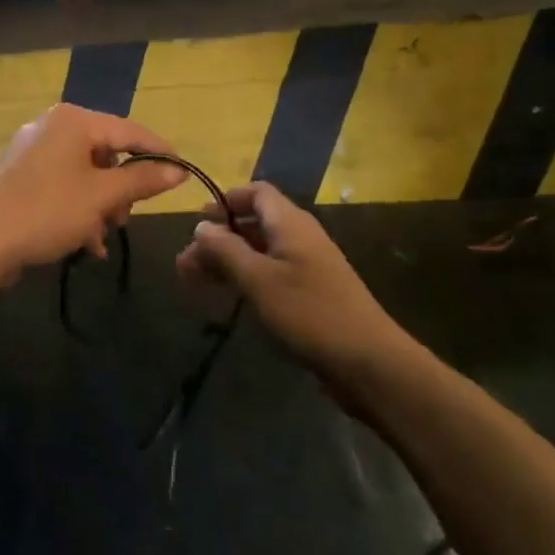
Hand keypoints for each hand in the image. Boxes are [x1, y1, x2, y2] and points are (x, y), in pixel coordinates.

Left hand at [0, 105, 186, 278]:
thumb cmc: (47, 211)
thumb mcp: (102, 197)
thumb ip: (142, 179)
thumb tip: (178, 170)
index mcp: (73, 121)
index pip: (130, 131)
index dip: (159, 152)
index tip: (183, 173)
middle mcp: (53, 126)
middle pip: (106, 153)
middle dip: (121, 190)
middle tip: (126, 219)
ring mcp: (33, 149)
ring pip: (85, 173)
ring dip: (100, 205)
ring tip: (102, 237)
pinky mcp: (21, 174)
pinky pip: (63, 184)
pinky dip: (78, 208)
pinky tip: (85, 242)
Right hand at [175, 182, 405, 408]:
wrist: (369, 363)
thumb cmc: (309, 313)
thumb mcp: (258, 280)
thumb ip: (226, 250)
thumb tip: (201, 225)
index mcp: (290, 223)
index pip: (256, 192)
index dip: (226, 201)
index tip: (197, 222)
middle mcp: (300, 236)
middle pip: (253, 222)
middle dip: (218, 238)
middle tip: (185, 263)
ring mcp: (308, 265)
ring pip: (260, 250)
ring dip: (228, 260)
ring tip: (195, 282)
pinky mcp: (312, 292)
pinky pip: (272, 272)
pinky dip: (246, 277)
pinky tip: (229, 297)